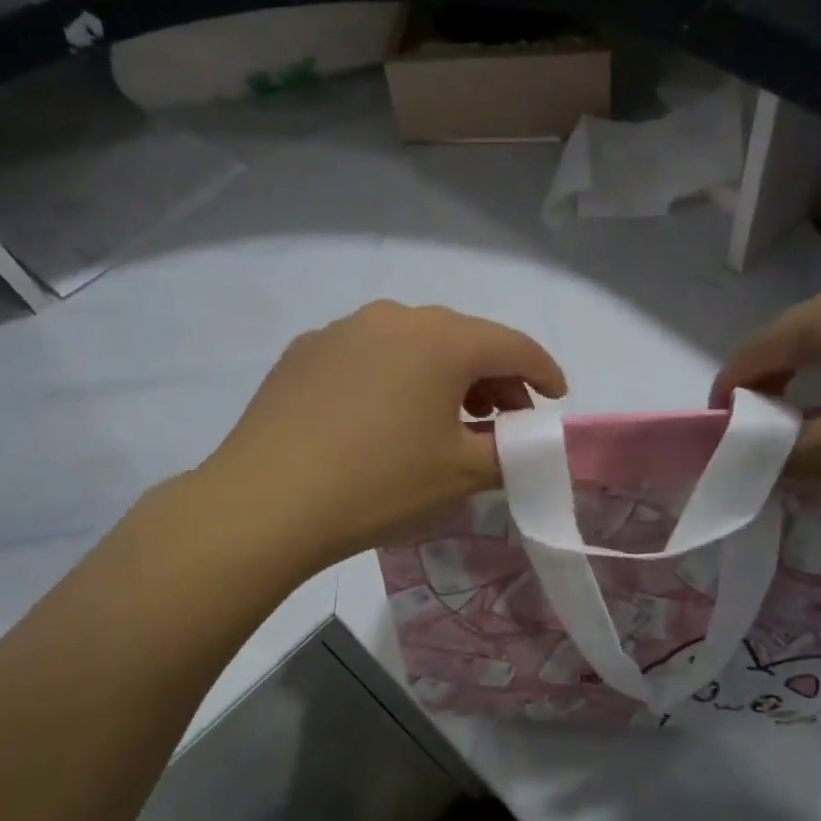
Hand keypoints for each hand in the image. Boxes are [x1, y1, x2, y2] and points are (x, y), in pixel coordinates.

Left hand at [204, 301, 565, 570]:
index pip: (512, 345)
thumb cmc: (379, 483)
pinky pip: (370, 356)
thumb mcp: (461, 474)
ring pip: (413, 344)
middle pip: (463, 340)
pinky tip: (384, 416)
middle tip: (503, 419)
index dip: (543, 372)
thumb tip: (523, 440)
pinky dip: (395, 377)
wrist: (264, 502)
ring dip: (443, 375)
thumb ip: (510, 450)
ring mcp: (343, 330)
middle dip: (493, 377)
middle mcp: (394, 318)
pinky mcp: (305, 351)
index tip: (556, 399)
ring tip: (447, 418)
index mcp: (442, 339)